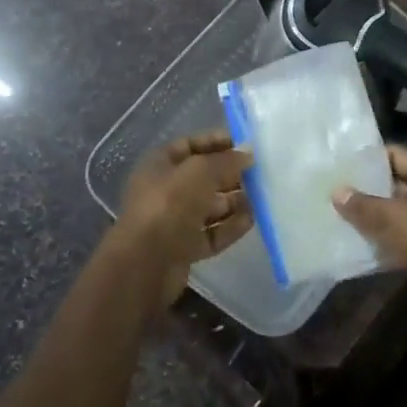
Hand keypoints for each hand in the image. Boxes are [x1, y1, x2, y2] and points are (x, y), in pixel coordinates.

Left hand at [106, 132, 253, 308]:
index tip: (245, 145)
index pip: (190, 146)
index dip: (216, 142)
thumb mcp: (200, 171)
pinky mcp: (184, 248)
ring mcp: (174, 221)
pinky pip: (212, 233)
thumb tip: (248, 153)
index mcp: (159, 165)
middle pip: (202, 177)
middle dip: (230, 174)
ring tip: (261, 198)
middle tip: (259, 172)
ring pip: (209, 207)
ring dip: (234, 202)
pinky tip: (252, 221)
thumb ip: (226, 160)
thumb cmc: (169, 205)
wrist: (145, 264)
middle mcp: (165, 191)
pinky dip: (230, 227)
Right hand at [332, 147, 406, 326]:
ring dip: (371, 216)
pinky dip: (380, 238)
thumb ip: (363, 204)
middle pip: (394, 183)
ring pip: (395, 212)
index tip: (340, 163)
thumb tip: (337, 192)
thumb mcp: (393, 217)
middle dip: (365, 188)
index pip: (396, 154)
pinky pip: (398, 236)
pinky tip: (353, 239)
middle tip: (332, 188)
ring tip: (336, 212)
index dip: (368, 158)